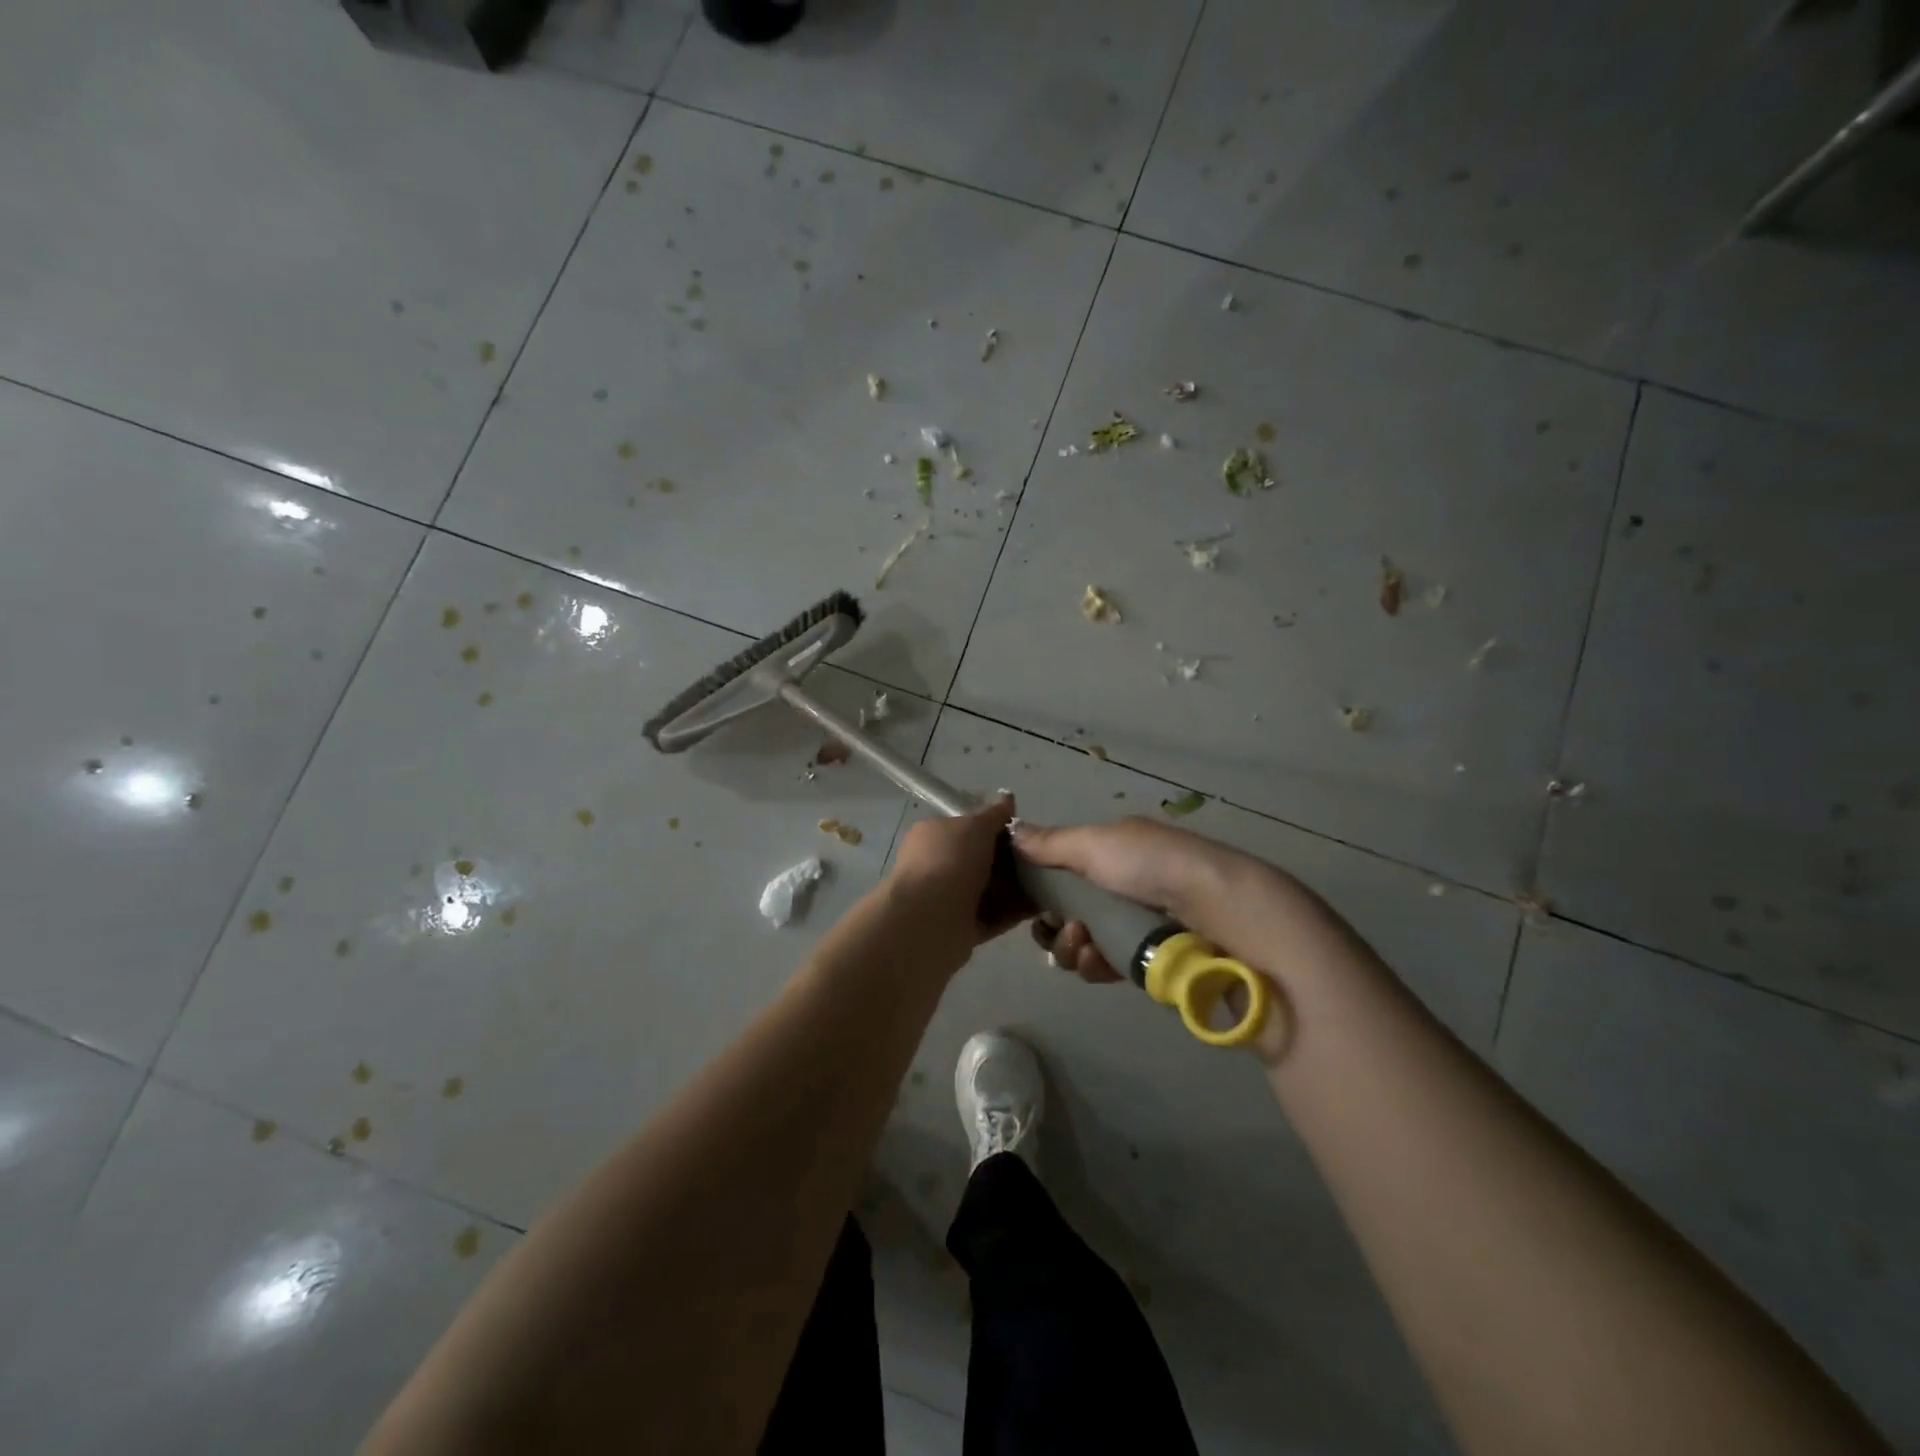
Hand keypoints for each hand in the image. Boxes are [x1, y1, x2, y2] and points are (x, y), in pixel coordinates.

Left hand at [881, 794, 1030, 963]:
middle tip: (1040, 859)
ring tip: (1049, 883)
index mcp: (932, 835)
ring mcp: (947, 898)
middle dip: (1009, 860)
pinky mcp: (960, 927)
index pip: (966, 827)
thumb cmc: (950, 861)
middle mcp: (936, 865)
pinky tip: (1041, 906)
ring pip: (988, 889)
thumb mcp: (975, 826)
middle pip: (979, 859)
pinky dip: (1014, 911)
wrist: (930, 920)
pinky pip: (993, 916)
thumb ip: (994, 814)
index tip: (1024, 833)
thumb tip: (1007, 797)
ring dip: (1015, 887)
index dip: (995, 828)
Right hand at [1010, 816, 1283, 984]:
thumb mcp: (1096, 842)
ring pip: (1080, 943)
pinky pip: (1102, 966)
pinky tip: (1098, 961)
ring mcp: (1133, 925)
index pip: (1062, 871)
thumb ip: (1050, 843)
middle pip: (1065, 911)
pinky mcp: (1145, 961)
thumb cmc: (1151, 865)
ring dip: (1070, 946)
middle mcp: (1120, 886)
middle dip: (1054, 923)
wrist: (1218, 911)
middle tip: (1062, 926)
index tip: (1027, 899)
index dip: (1040, 886)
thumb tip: (1011, 830)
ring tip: (1084, 944)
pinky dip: (1093, 964)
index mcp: (1112, 852)